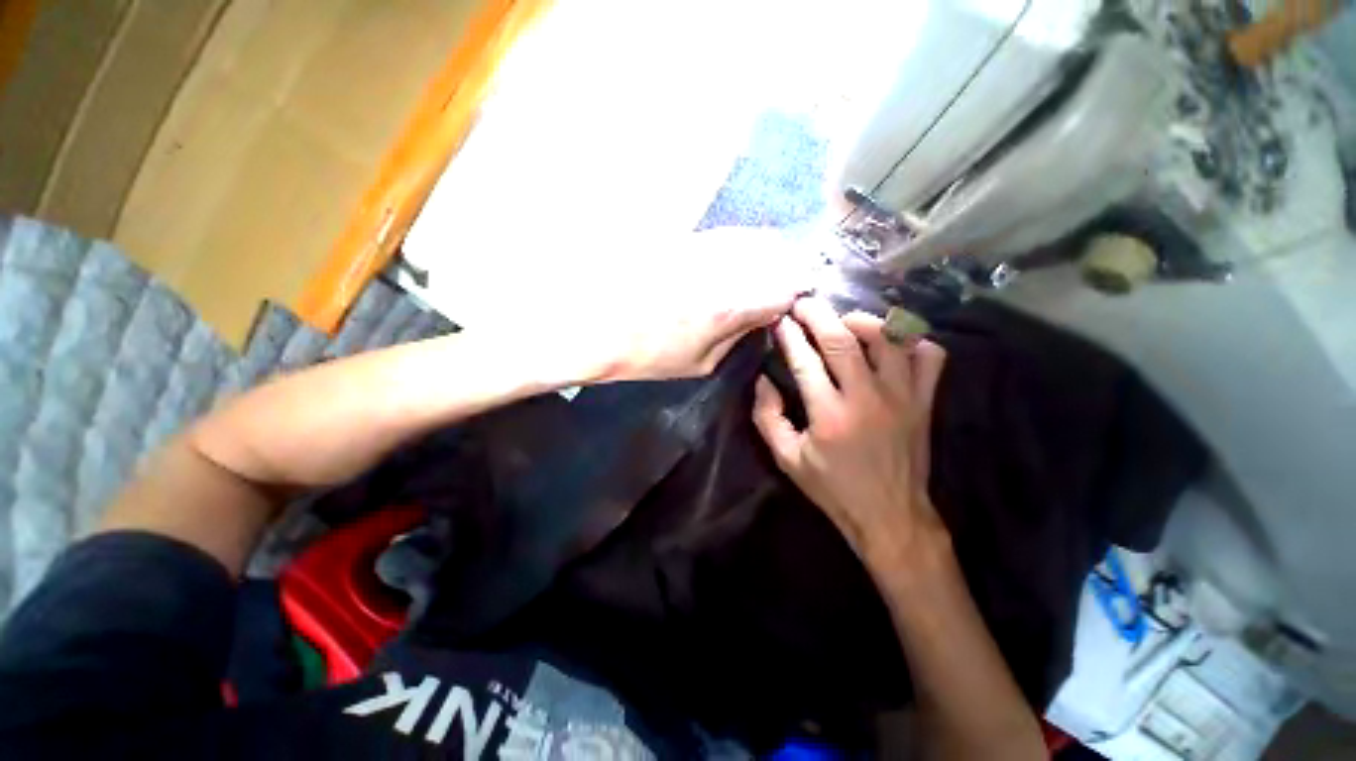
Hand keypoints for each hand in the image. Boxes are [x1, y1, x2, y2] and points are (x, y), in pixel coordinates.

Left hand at [562, 228, 811, 381]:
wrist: (594, 323)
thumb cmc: (647, 354)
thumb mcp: (700, 363)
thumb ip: (737, 337)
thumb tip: (760, 319)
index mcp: (732, 306)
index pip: (785, 290)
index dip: (795, 298)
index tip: (791, 305)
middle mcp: (724, 268)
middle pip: (776, 255)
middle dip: (785, 271)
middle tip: (779, 288)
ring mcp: (703, 246)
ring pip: (753, 238)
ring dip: (765, 254)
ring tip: (758, 274)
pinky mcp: (685, 237)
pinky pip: (726, 235)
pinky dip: (739, 245)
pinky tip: (731, 262)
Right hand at [752, 297, 948, 568]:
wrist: (891, 516)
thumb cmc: (833, 488)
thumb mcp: (787, 459)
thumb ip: (767, 417)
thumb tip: (763, 380)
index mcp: (829, 415)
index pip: (804, 360)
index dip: (789, 334)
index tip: (781, 320)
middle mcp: (867, 398)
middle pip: (841, 339)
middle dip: (817, 313)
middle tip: (804, 303)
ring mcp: (902, 397)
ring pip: (889, 338)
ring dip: (862, 320)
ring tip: (843, 320)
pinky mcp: (925, 401)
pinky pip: (930, 356)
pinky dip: (913, 340)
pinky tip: (891, 344)